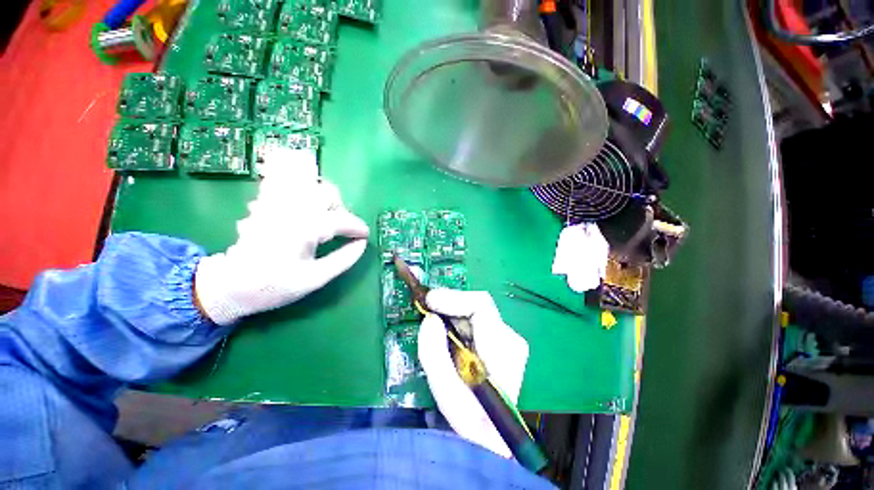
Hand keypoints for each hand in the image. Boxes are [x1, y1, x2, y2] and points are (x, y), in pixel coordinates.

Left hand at [194, 148, 369, 324]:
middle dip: (341, 209)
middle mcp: (292, 209)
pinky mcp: (266, 203)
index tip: (365, 236)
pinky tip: (301, 203)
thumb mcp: (316, 278)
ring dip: (322, 197)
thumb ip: (344, 259)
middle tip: (341, 229)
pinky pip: (285, 183)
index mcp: (306, 229)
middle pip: (327, 192)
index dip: (358, 227)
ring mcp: (277, 203)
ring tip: (323, 216)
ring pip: (308, 183)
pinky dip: (298, 186)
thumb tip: (362, 244)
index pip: (342, 220)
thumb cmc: (276, 285)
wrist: (230, 285)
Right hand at [418, 289, 529, 457]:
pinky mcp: (501, 340)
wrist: (499, 434)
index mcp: (503, 349)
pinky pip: (475, 322)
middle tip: (425, 310)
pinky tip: (447, 335)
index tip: (428, 301)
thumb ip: (435, 355)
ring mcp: (507, 337)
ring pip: (473, 314)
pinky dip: (457, 323)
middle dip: (448, 307)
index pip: (480, 305)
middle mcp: (510, 337)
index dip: (452, 298)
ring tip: (433, 326)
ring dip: (451, 315)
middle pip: (475, 307)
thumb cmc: (475, 420)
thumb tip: (430, 319)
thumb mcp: (448, 396)